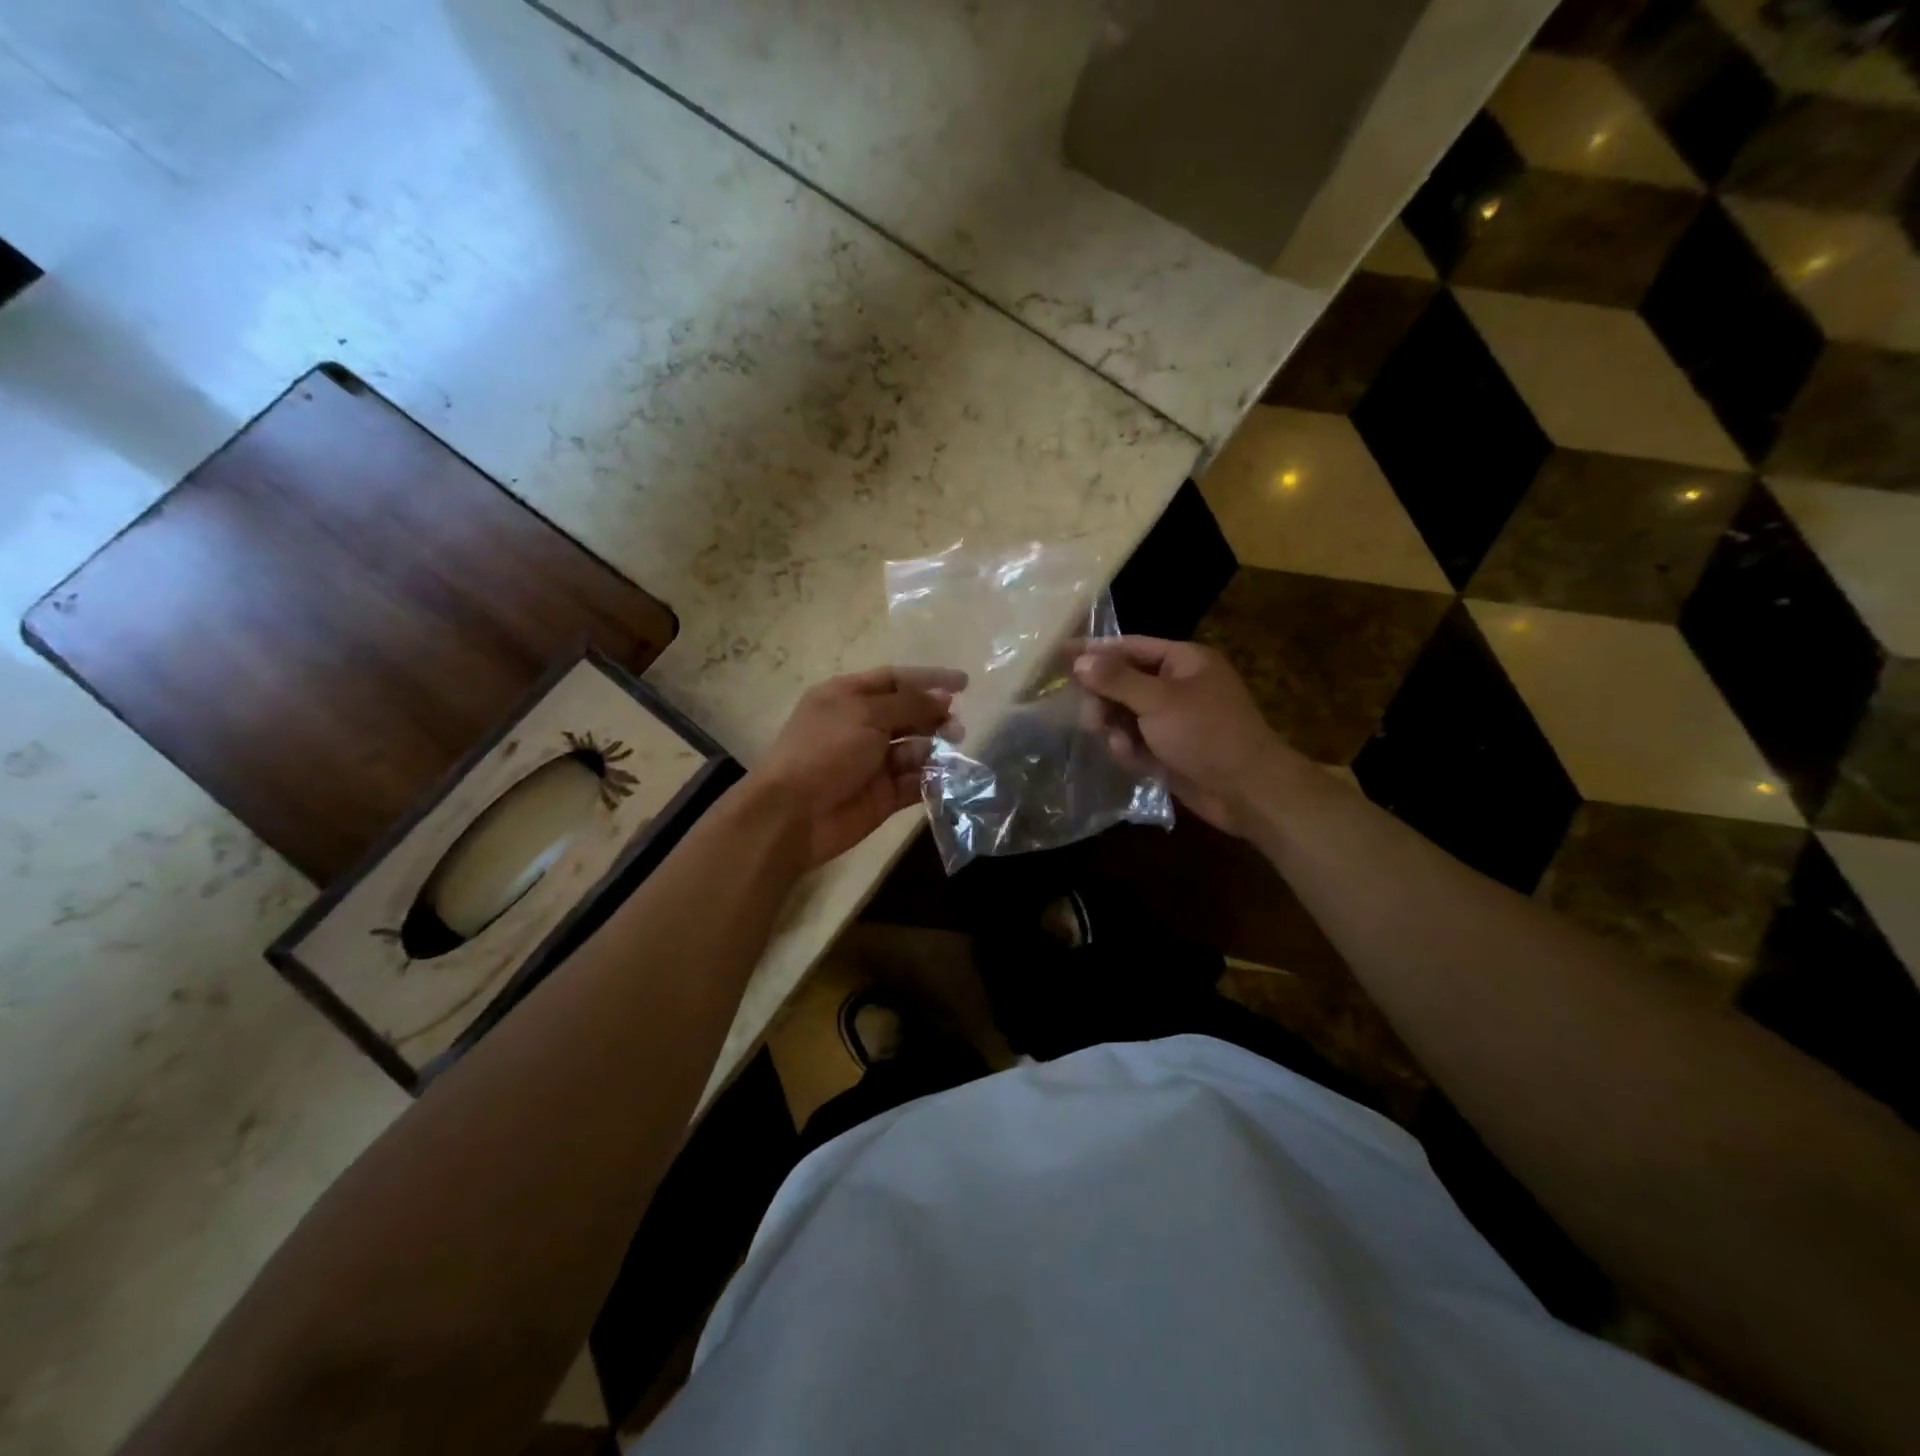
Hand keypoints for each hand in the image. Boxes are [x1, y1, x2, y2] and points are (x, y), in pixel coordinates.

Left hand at [750, 666, 965, 868]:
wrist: (795, 813)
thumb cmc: (826, 750)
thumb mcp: (867, 714)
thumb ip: (910, 704)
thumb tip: (945, 698)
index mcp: (848, 696)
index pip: (895, 679)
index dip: (929, 679)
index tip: (965, 683)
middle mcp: (861, 725)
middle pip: (908, 713)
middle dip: (935, 716)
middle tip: (957, 727)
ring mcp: (872, 762)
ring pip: (915, 749)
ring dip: (936, 748)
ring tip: (953, 750)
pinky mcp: (884, 795)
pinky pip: (915, 782)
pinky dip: (932, 779)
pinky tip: (947, 777)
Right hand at [1073, 637, 1301, 836]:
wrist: (1246, 790)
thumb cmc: (1207, 733)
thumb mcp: (1159, 701)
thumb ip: (1117, 679)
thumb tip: (1079, 660)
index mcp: (1184, 661)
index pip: (1130, 646)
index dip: (1095, 651)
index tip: (1059, 654)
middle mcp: (1178, 685)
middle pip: (1123, 682)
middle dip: (1104, 699)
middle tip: (1091, 718)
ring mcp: (1173, 719)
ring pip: (1125, 714)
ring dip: (1116, 728)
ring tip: (1118, 744)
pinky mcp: (1169, 749)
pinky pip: (1135, 741)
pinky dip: (1130, 749)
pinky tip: (1133, 760)